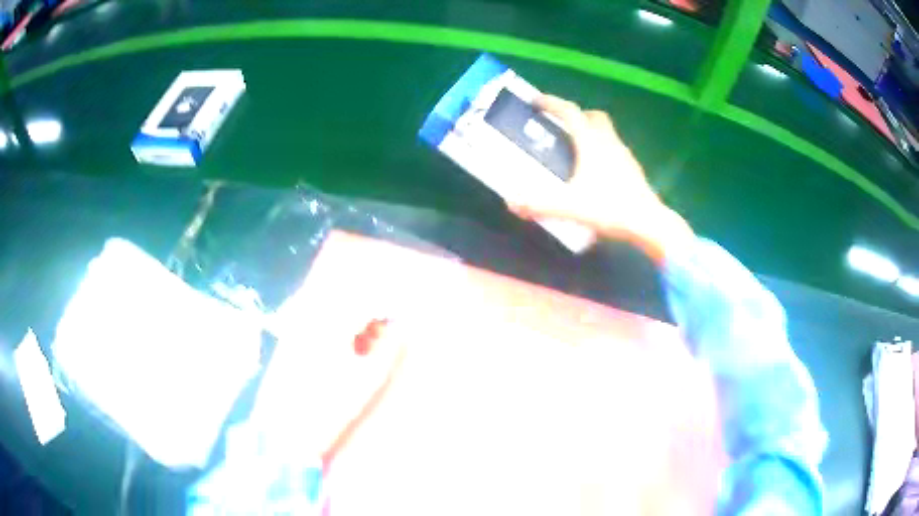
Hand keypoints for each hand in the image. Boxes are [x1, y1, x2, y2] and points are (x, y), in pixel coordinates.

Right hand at [508, 94, 693, 262]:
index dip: (552, 103)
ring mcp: (624, 155)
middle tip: (560, 126)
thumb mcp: (571, 207)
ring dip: (589, 132)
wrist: (649, 223)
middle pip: (593, 116)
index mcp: (592, 143)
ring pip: (606, 132)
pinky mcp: (633, 169)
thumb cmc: (611, 208)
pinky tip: (595, 172)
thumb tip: (511, 203)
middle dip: (575, 115)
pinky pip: (614, 149)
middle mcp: (609, 142)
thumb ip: (539, 204)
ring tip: (575, 150)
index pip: (570, 112)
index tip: (536, 100)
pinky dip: (601, 150)